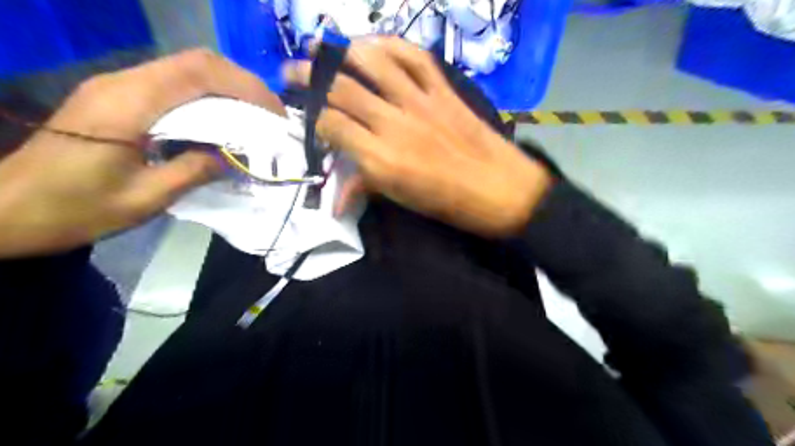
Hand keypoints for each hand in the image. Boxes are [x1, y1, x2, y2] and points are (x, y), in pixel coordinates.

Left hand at [1, 49, 285, 257]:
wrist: (5, 208)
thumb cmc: (74, 209)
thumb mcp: (144, 199)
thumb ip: (193, 172)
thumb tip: (232, 156)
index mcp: (128, 105)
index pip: (199, 73)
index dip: (246, 87)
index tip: (275, 113)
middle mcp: (123, 83)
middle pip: (196, 62)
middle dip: (242, 83)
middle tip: (270, 114)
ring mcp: (118, 86)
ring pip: (186, 69)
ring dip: (227, 87)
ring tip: (254, 117)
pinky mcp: (117, 96)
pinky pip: (173, 84)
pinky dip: (208, 96)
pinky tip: (222, 120)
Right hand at [286, 37, 553, 238]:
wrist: (500, 189)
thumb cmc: (447, 202)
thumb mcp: (401, 199)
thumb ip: (364, 188)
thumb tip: (334, 199)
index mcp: (380, 157)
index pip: (331, 125)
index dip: (313, 119)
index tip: (309, 119)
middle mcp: (394, 123)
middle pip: (342, 89)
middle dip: (310, 77)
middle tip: (293, 72)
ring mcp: (420, 101)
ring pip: (373, 63)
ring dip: (341, 50)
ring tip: (322, 46)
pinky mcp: (443, 90)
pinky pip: (414, 57)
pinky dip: (390, 45)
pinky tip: (373, 44)